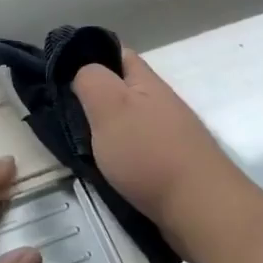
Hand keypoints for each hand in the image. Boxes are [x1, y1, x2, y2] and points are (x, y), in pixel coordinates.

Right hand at [72, 48, 256, 260]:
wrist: (200, 208)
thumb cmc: (149, 153)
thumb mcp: (110, 107)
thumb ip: (91, 81)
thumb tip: (83, 71)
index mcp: (147, 82)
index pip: (119, 55)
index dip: (91, 57)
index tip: (61, 75)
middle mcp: (161, 104)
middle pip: (122, 92)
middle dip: (94, 102)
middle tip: (63, 119)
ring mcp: (169, 137)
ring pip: (129, 124)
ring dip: (105, 133)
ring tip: (78, 148)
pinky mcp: (172, 167)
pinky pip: (137, 152)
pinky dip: (119, 158)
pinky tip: (106, 172)